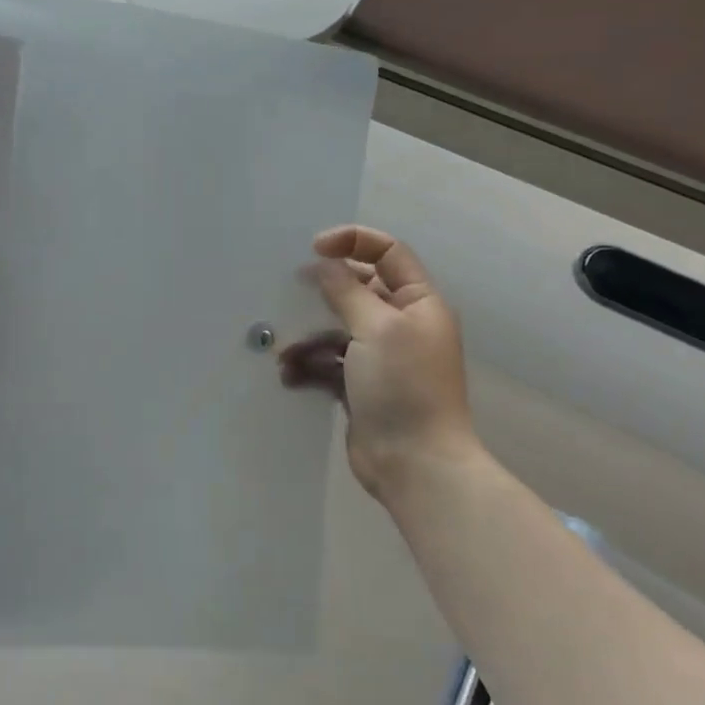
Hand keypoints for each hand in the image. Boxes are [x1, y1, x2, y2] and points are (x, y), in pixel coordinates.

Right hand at [278, 225, 481, 513]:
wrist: (414, 462)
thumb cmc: (403, 386)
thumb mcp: (376, 328)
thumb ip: (346, 290)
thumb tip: (324, 264)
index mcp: (418, 303)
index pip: (388, 253)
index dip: (352, 241)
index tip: (313, 248)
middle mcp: (401, 325)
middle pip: (357, 290)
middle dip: (322, 292)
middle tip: (290, 291)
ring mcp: (380, 358)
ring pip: (336, 329)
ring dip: (309, 337)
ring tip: (287, 352)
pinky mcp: (359, 386)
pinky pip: (328, 363)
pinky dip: (309, 366)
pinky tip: (290, 376)